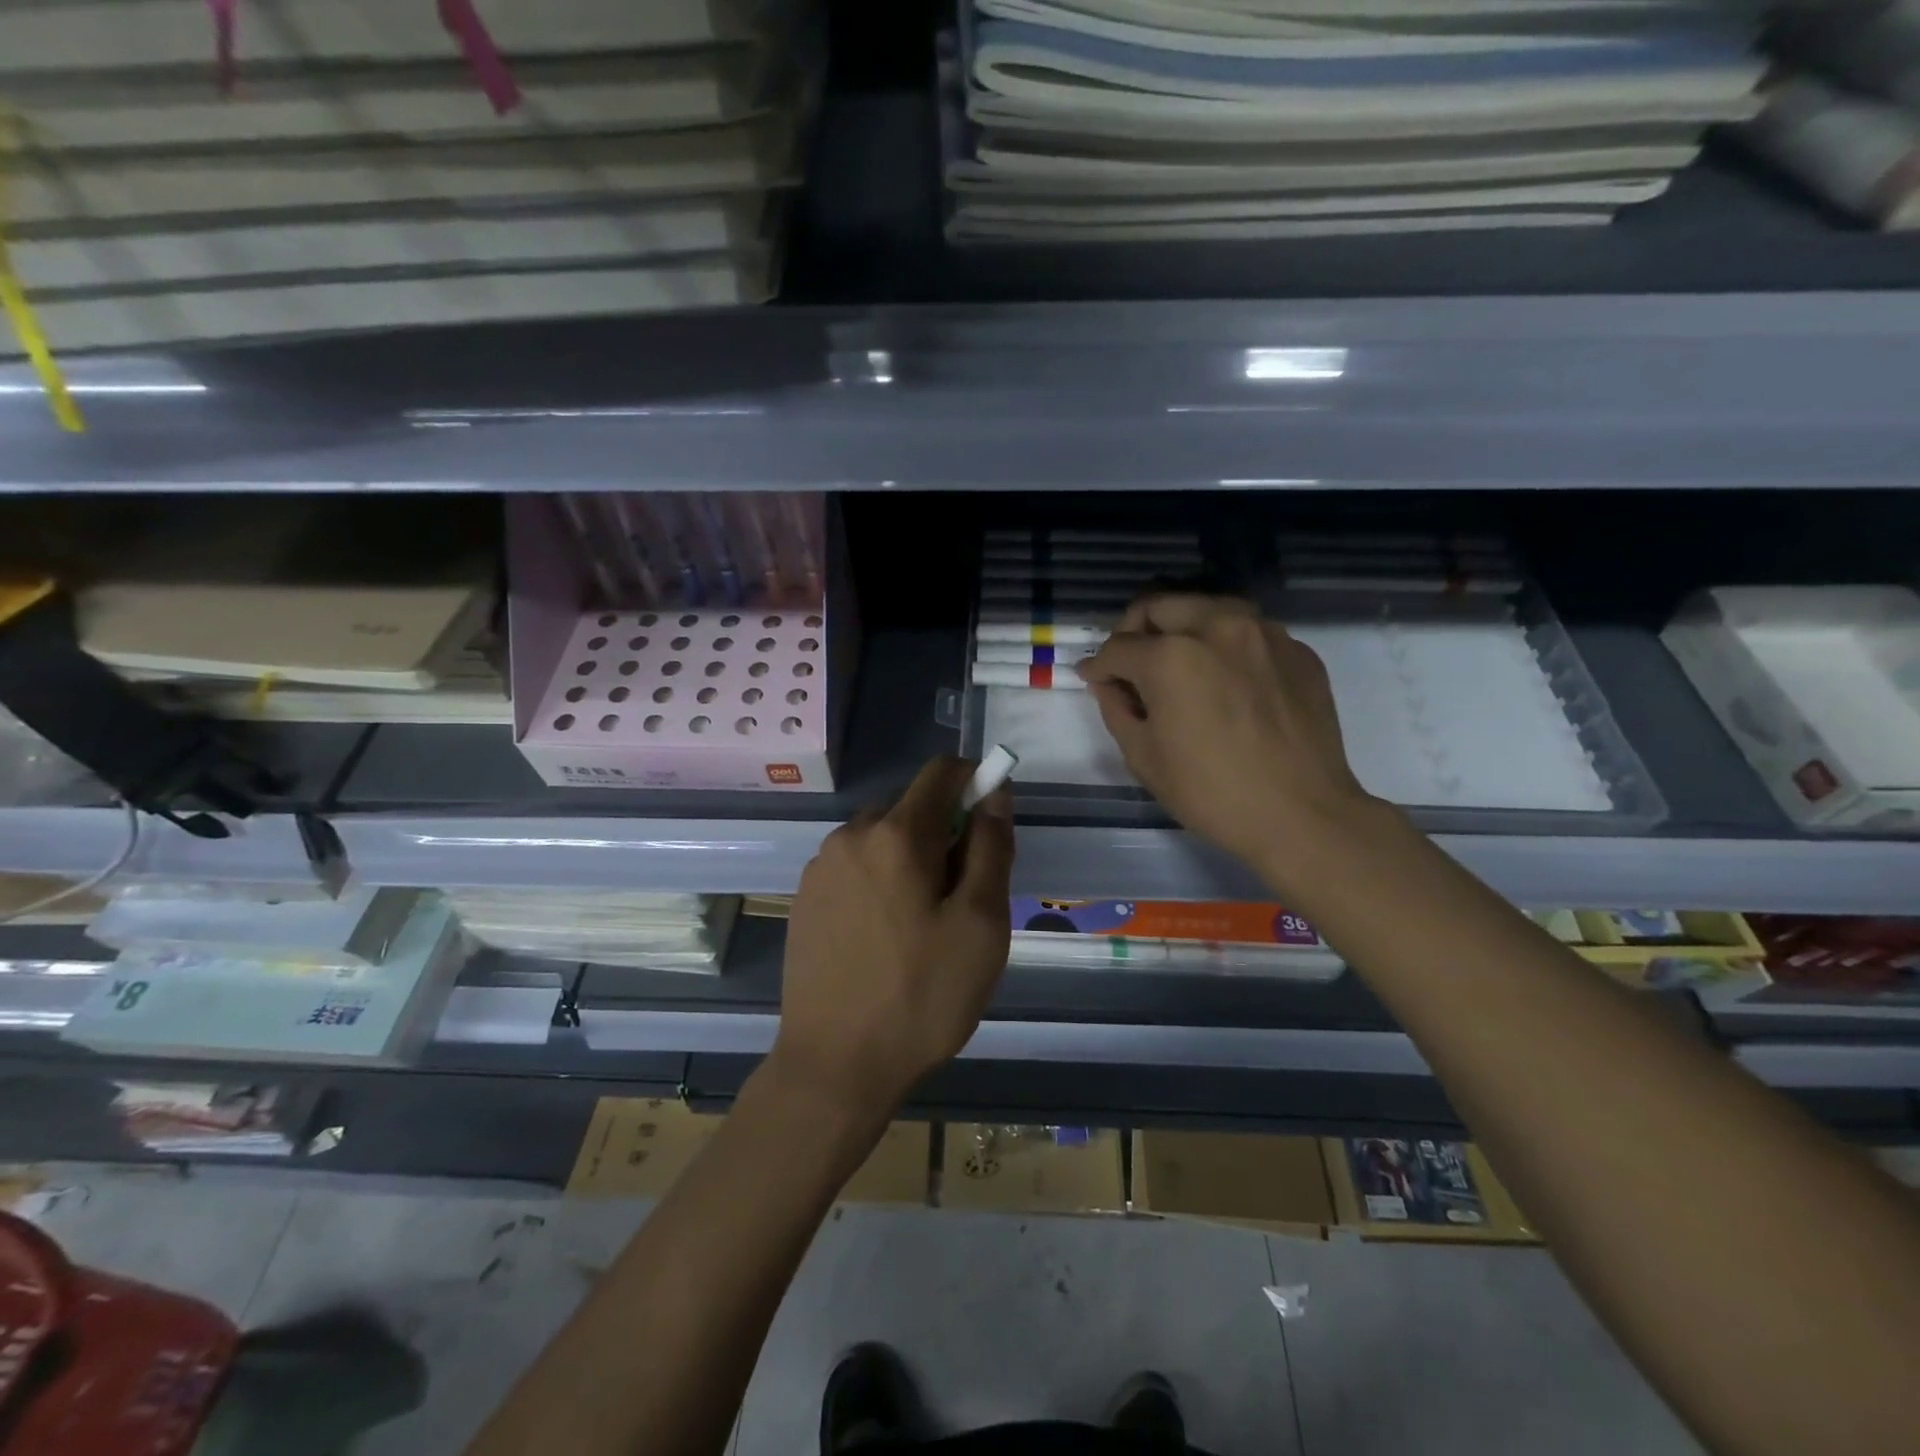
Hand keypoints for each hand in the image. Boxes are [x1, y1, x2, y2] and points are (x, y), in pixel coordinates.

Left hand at [774, 756, 1014, 1116]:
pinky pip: (855, 866)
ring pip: (883, 838)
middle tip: (959, 899)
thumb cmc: (922, 996)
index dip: (975, 783)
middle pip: (912, 807)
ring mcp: (821, 866)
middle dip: (944, 834)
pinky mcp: (805, 897)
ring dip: (911, 860)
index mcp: (896, 834)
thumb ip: (991, 847)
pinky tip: (884, 937)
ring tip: (921, 926)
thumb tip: (994, 792)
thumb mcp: (980, 924)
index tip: (990, 828)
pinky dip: (880, 881)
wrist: (834, 1065)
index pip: (941, 772)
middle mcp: (851, 835)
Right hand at [1075, 594, 1374, 893]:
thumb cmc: (1211, 793)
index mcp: (1171, 656)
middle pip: (1160, 605)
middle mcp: (1217, 627)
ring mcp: (1264, 634)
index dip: (1098, 666)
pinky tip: (1226, 681)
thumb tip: (1108, 682)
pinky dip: (1226, 646)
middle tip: (1131, 662)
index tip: (1094, 678)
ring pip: (1208, 607)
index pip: (1118, 647)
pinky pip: (1249, 632)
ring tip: (1179, 663)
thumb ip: (1116, 708)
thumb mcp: (1143, 757)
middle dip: (1135, 630)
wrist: (1302, 815)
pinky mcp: (1297, 650)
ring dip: (1182, 627)